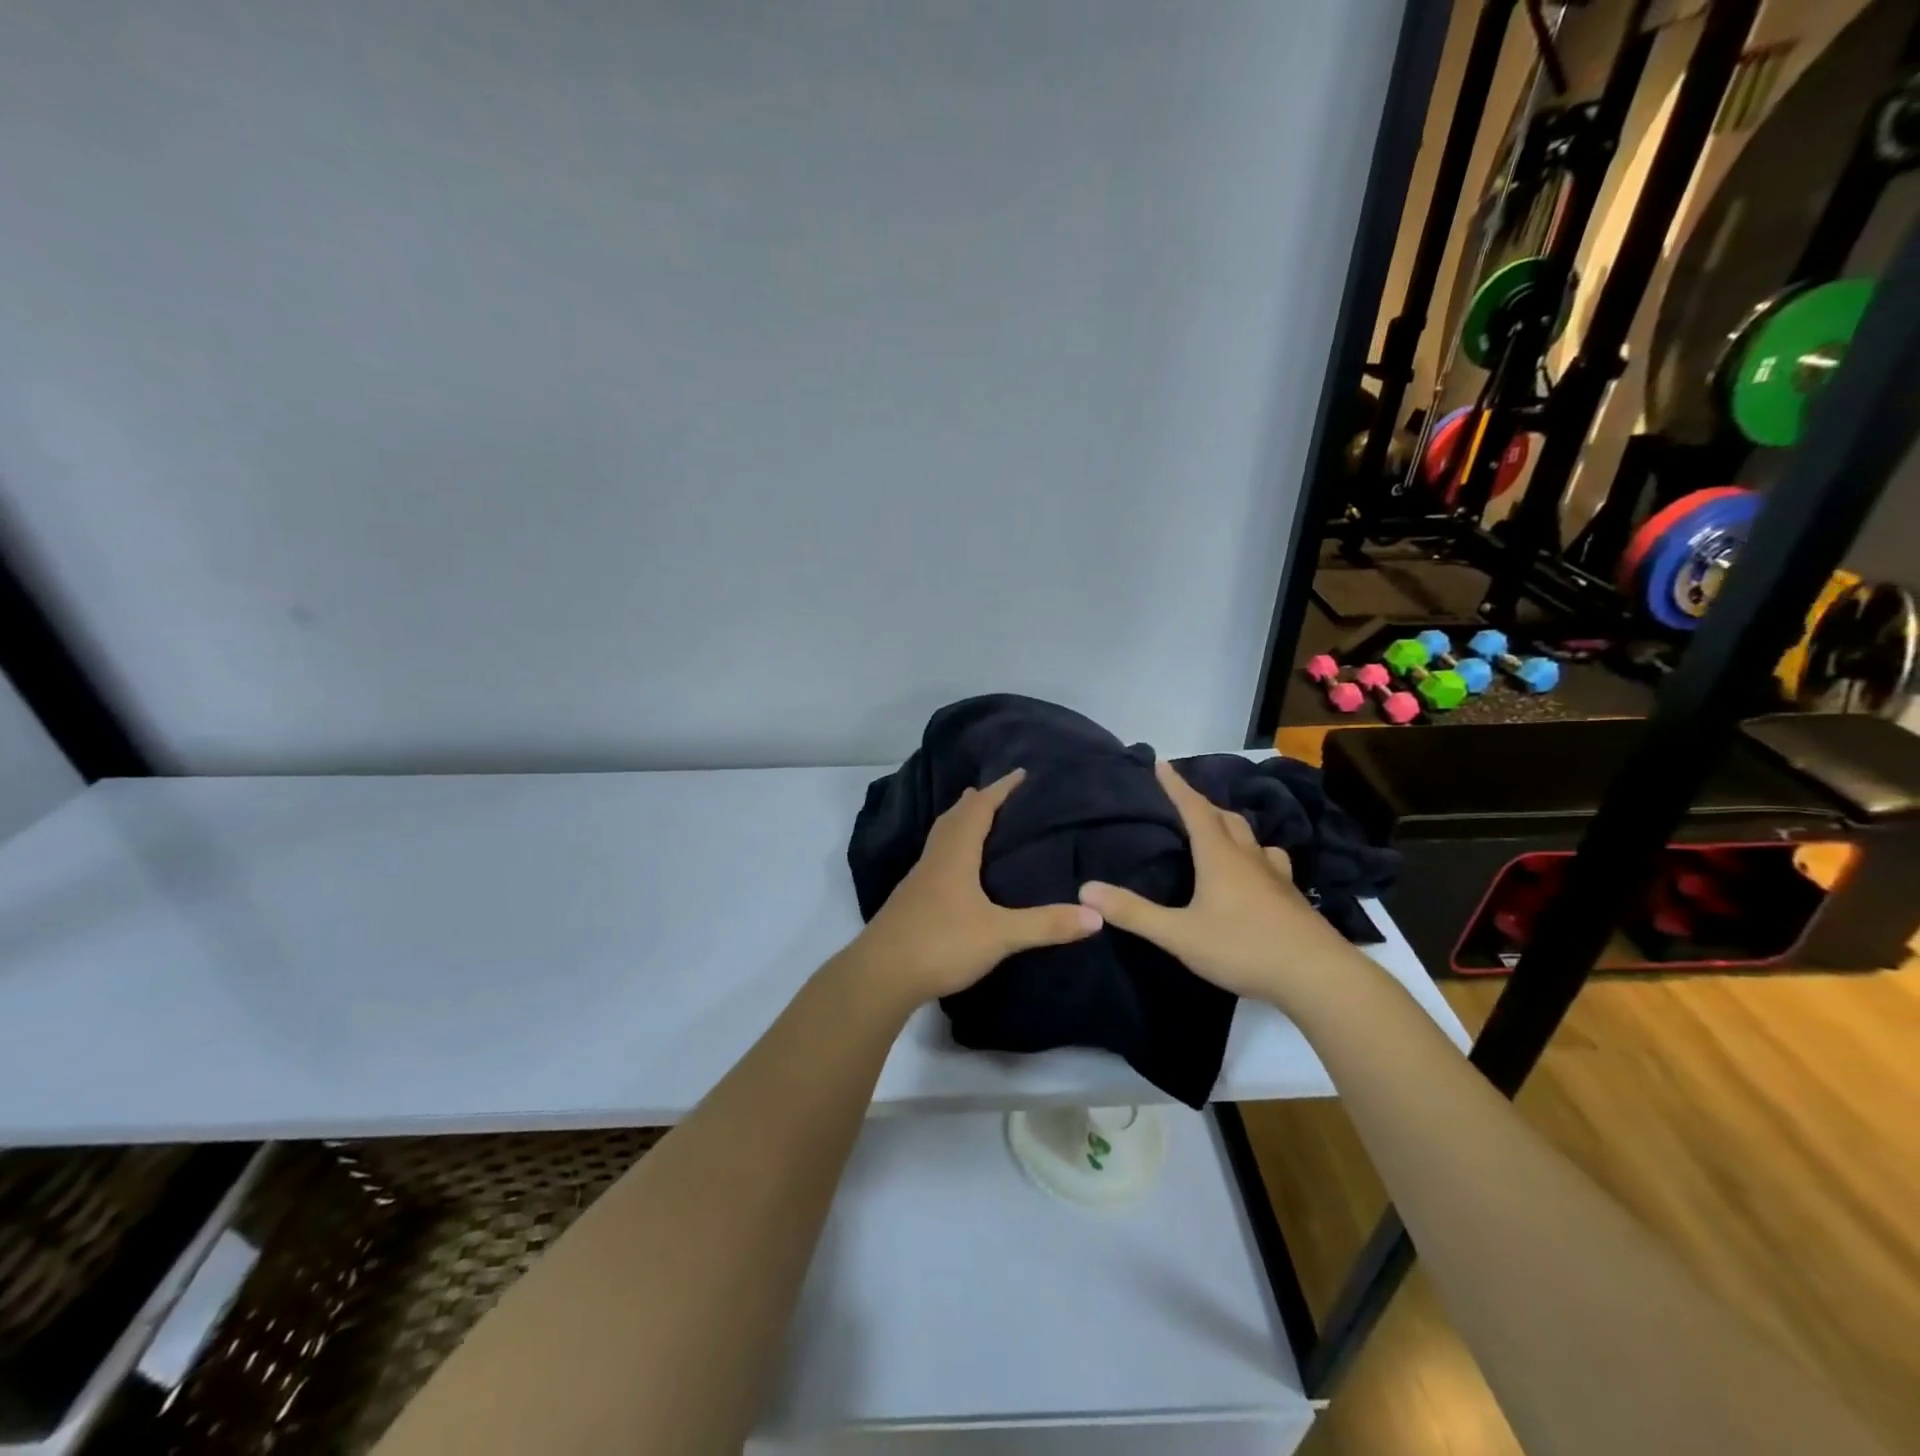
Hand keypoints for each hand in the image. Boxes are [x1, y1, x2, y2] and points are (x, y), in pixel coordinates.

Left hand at [847, 769, 1102, 1006]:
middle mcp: (935, 858)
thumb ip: (1046, 924)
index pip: (979, 808)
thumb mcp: (1000, 935)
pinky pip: (936, 858)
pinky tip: (958, 869)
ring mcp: (919, 879)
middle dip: (977, 801)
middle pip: (955, 817)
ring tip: (979, 821)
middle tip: (999, 792)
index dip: (1000, 789)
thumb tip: (1096, 915)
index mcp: (955, 854)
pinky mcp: (911, 900)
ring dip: (961, 822)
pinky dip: (952, 848)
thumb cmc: (941, 942)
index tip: (1020, 773)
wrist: (881, 975)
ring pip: (942, 837)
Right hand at [1078, 759, 1346, 1008]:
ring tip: (1220, 834)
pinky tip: (1256, 875)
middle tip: (1184, 802)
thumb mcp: (1179, 934)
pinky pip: (1270, 864)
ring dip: (1232, 829)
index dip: (1176, 786)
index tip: (1162, 763)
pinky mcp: (1292, 899)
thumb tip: (1086, 890)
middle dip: (1203, 805)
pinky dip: (1255, 857)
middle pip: (1226, 819)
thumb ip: (1134, 913)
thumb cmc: (1243, 947)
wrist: (1317, 976)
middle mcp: (1249, 857)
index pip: (1194, 809)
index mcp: (1219, 856)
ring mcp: (1276, 877)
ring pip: (1253, 840)